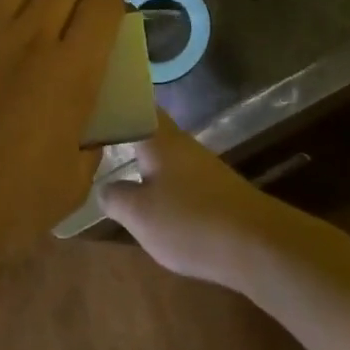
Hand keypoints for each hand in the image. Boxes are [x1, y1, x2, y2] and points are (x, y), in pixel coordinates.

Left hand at [0, 0, 124, 270]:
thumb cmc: (9, 208)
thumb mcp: (75, 180)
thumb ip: (92, 136)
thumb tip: (91, 114)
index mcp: (72, 69)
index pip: (104, 2)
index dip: (109, 7)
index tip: (101, 25)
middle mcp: (30, 35)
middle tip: (61, 15)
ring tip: (18, 9)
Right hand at [99, 113, 303, 287]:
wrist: (257, 245)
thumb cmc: (190, 222)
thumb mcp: (140, 215)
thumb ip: (115, 198)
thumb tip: (103, 187)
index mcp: (161, 139)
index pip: (136, 105)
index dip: (116, 103)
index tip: (91, 108)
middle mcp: (182, 145)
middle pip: (150, 129)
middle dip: (126, 133)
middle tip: (95, 141)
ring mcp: (202, 167)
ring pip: (164, 154)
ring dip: (143, 159)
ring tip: (115, 170)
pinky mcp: (216, 190)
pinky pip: (179, 176)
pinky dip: (161, 182)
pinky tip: (151, 200)